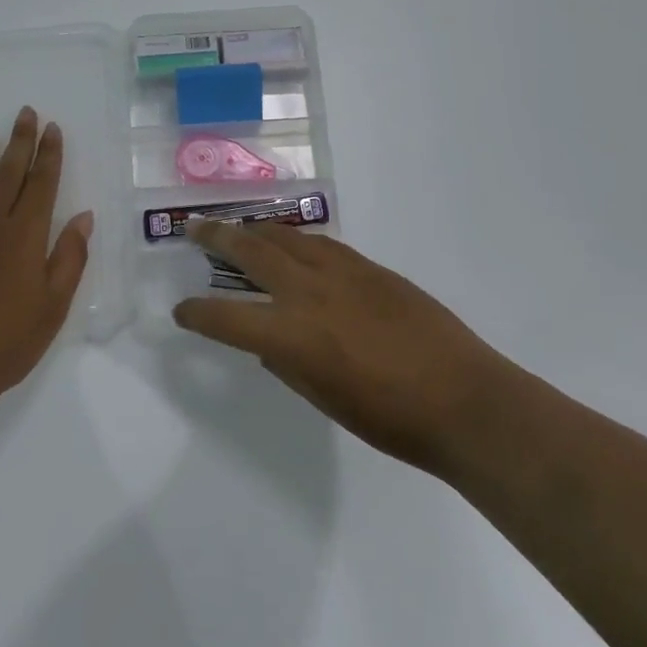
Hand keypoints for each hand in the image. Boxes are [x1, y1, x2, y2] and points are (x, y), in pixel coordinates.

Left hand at [0, 106, 93, 407]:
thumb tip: (83, 217)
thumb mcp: (53, 306)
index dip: (48, 154)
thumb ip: (69, 257)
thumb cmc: (6, 343)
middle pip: (6, 173)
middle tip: (25, 114)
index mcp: (23, 236)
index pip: (40, 183)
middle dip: (19, 141)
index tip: (53, 129)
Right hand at [172, 222, 502, 474]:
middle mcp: (309, 293)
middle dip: (217, 237)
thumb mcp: (324, 399)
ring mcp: (342, 272)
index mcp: (291, 335)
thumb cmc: (390, 419)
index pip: (226, 317)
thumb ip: (288, 363)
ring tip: (240, 228)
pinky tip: (294, 245)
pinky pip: (322, 244)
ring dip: (257, 230)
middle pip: (251, 251)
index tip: (182, 311)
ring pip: (288, 237)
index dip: (197, 314)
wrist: (464, 399)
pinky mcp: (371, 267)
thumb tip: (269, 341)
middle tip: (195, 228)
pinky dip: (298, 240)